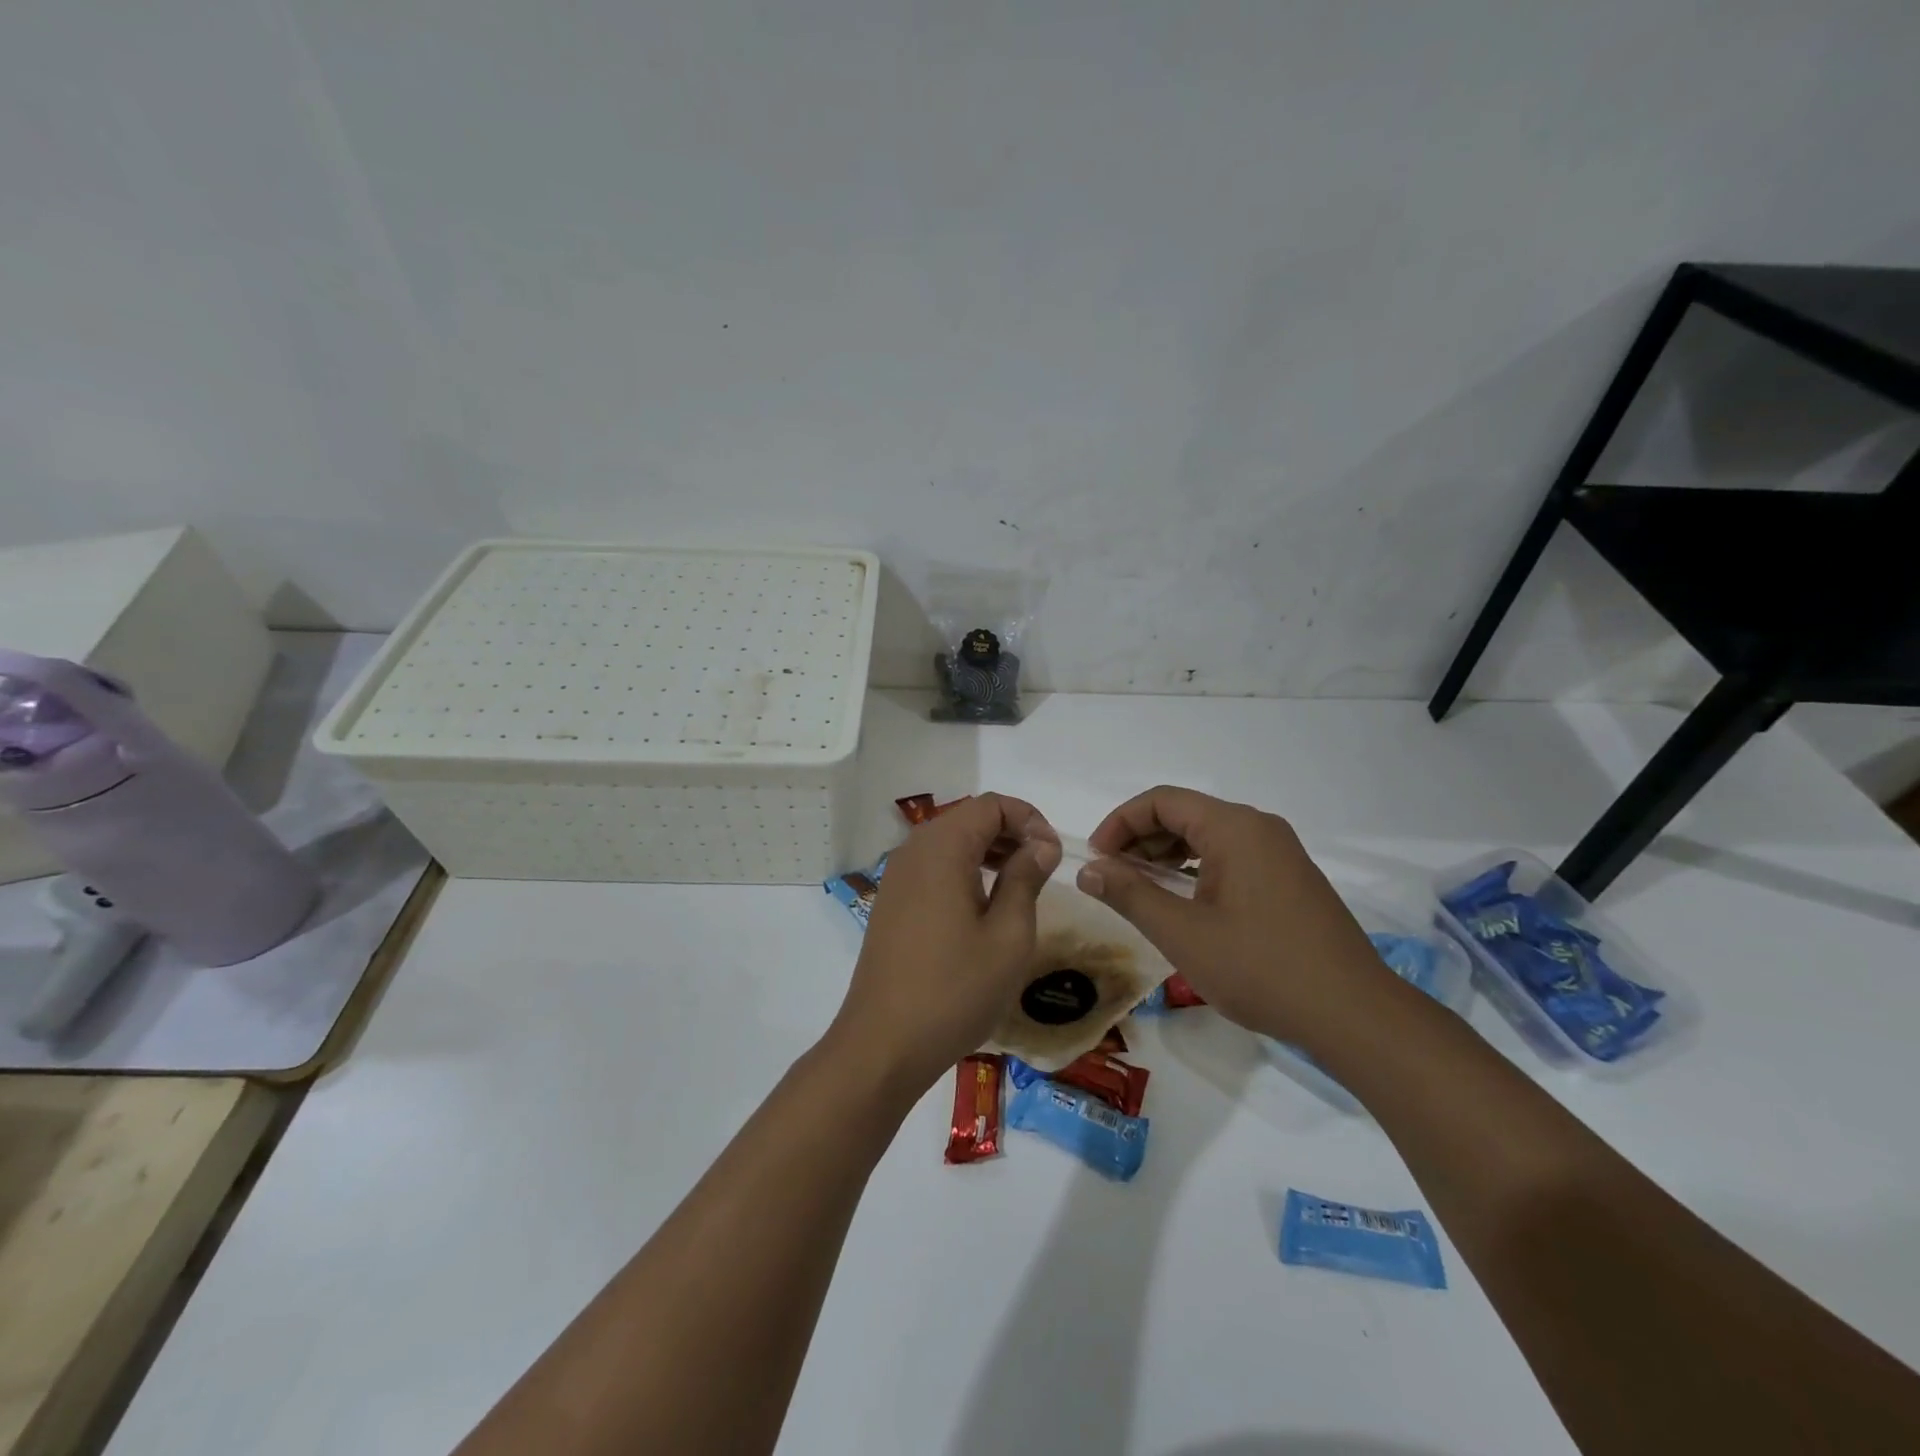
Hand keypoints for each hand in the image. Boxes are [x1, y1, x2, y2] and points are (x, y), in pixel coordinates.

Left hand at [826, 793, 1060, 1098]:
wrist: (883, 1044)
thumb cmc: (955, 989)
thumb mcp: (1009, 935)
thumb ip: (1026, 878)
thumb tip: (1041, 845)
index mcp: (942, 848)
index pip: (991, 804)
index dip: (1029, 819)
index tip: (1054, 855)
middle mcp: (913, 850)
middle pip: (968, 818)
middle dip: (1011, 832)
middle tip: (1044, 868)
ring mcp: (897, 877)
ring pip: (951, 842)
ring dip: (989, 851)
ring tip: (1021, 884)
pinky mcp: (892, 902)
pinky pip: (934, 867)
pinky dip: (965, 870)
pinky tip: (985, 905)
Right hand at [1077, 785, 1395, 1048]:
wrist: (1354, 1015)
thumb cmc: (1261, 969)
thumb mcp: (1183, 934)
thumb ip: (1130, 895)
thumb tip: (1088, 869)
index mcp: (1234, 828)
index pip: (1162, 800)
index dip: (1120, 823)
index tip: (1097, 859)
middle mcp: (1259, 828)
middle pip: (1185, 813)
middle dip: (1141, 839)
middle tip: (1112, 877)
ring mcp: (1280, 853)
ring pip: (1208, 836)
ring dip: (1167, 855)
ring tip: (1141, 890)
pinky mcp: (1290, 879)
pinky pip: (1231, 857)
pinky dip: (1196, 869)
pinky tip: (1183, 902)